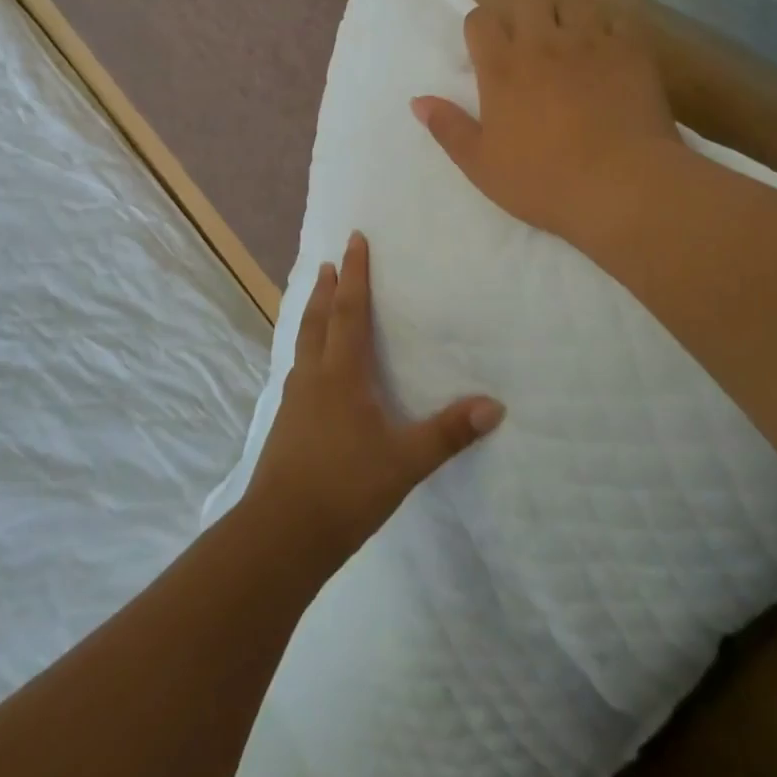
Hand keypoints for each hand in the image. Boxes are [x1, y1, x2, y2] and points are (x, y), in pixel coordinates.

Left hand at [245, 232, 503, 561]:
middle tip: (329, 263)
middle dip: (326, 289)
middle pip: (318, 320)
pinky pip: (298, 368)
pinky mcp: (286, 423)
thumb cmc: (345, 489)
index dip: (355, 275)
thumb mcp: (405, 462)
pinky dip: (307, 349)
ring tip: (316, 302)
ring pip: (303, 343)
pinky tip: (310, 369)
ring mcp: (294, 400)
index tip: (354, 241)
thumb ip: (448, 433)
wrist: (281, 534)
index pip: (349, 311)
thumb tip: (495, 405)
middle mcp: (314, 377)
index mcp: (341, 374)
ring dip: (312, 316)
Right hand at [411, 0, 681, 253]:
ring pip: (573, 2)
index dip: (481, 29)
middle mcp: (543, 43)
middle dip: (523, 13)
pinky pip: (617, 20)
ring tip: (571, 43)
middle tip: (529, 43)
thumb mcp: (481, 165)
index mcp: (502, 68)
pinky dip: (609, 30)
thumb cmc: (544, 181)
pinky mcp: (630, 51)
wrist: (622, 186)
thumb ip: (448, 128)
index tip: (487, 51)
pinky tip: (609, 53)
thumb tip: (418, 100)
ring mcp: (590, 42)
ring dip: (566, 17)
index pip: (481, 20)